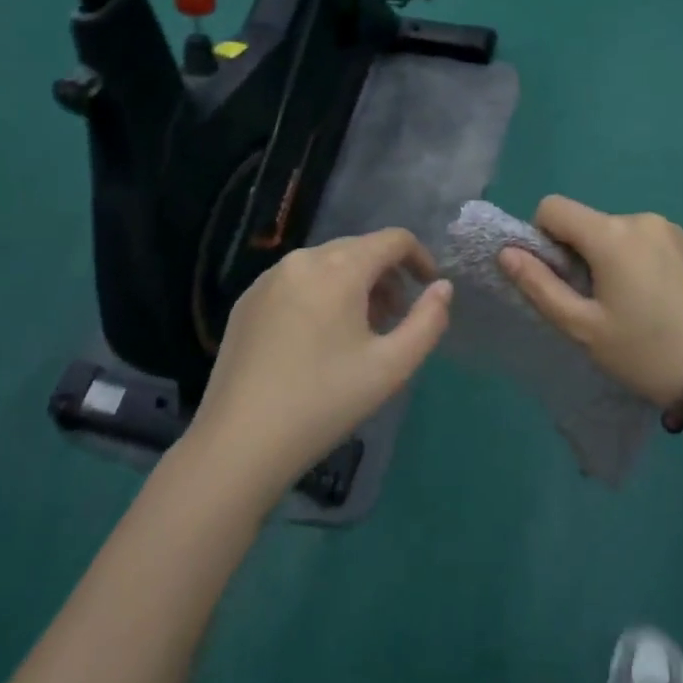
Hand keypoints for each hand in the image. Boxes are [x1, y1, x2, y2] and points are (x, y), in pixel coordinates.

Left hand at [186, 228, 452, 508]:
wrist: (239, 442)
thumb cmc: (325, 401)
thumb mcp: (392, 366)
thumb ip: (428, 320)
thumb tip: (442, 288)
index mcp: (339, 268)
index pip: (392, 239)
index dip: (420, 257)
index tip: (429, 287)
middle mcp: (302, 260)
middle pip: (358, 249)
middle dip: (386, 275)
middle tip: (395, 317)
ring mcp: (267, 279)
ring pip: (325, 265)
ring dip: (353, 285)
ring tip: (359, 331)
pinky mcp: (246, 301)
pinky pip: (296, 282)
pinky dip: (320, 295)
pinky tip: (316, 340)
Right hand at [499, 196, 682, 407]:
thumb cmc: (645, 352)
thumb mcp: (583, 327)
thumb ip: (539, 285)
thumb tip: (506, 252)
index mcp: (610, 234)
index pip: (553, 207)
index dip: (543, 237)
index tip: (560, 278)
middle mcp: (642, 218)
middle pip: (589, 223)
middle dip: (580, 254)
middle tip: (598, 303)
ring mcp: (674, 229)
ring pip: (620, 233)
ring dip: (612, 257)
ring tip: (634, 306)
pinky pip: (651, 241)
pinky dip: (642, 260)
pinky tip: (662, 301)